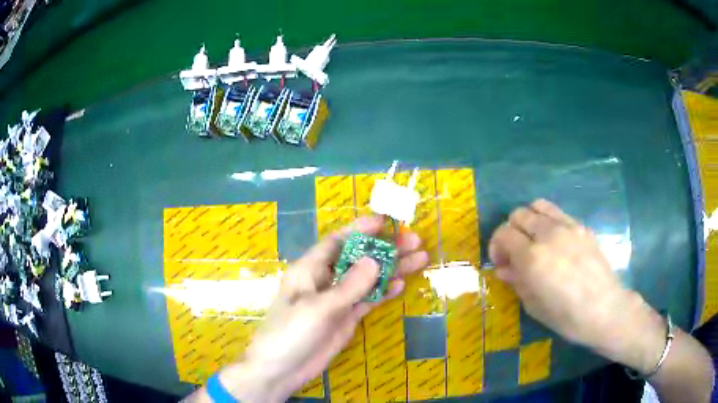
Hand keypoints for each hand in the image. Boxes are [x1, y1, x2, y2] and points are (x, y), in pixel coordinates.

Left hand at [225, 216, 427, 402]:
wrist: (281, 369)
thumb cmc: (291, 332)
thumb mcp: (319, 308)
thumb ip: (349, 286)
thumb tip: (375, 259)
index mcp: (310, 269)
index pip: (338, 241)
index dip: (361, 229)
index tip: (386, 221)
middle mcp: (325, 280)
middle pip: (358, 258)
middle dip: (385, 249)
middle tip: (414, 241)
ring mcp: (337, 300)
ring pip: (367, 279)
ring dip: (391, 269)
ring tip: (419, 259)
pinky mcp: (345, 318)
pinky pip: (367, 300)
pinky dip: (383, 292)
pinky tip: (400, 285)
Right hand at [488, 199, 665, 373]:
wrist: (605, 309)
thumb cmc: (567, 317)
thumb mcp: (534, 305)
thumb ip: (517, 281)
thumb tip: (504, 268)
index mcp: (532, 257)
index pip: (503, 233)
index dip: (496, 246)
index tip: (501, 263)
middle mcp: (548, 234)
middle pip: (518, 214)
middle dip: (510, 232)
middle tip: (515, 253)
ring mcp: (567, 226)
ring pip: (537, 206)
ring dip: (528, 220)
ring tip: (533, 241)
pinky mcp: (581, 226)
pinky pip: (557, 213)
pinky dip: (547, 221)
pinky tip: (554, 241)